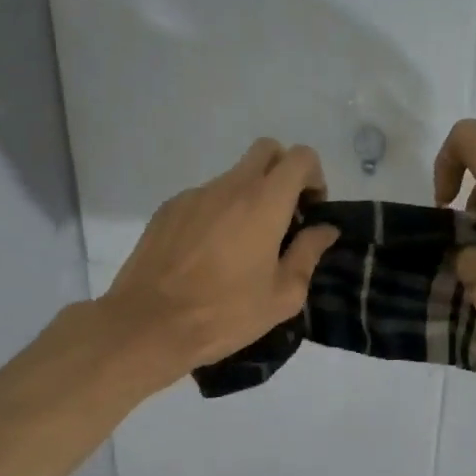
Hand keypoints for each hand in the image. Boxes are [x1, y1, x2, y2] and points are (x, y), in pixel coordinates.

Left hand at [102, 138, 339, 387]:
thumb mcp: (283, 296)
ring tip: (245, 249)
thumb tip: (325, 229)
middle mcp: (228, 187)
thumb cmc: (226, 313)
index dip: (313, 176)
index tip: (311, 210)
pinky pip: (205, 199)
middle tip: (285, 217)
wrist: (149, 324)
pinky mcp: (168, 210)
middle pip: (266, 151)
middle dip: (284, 174)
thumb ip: (308, 254)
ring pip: (233, 177)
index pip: (299, 157)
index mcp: (264, 203)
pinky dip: (219, 214)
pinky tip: (211, 256)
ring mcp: (194, 195)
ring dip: (250, 199)